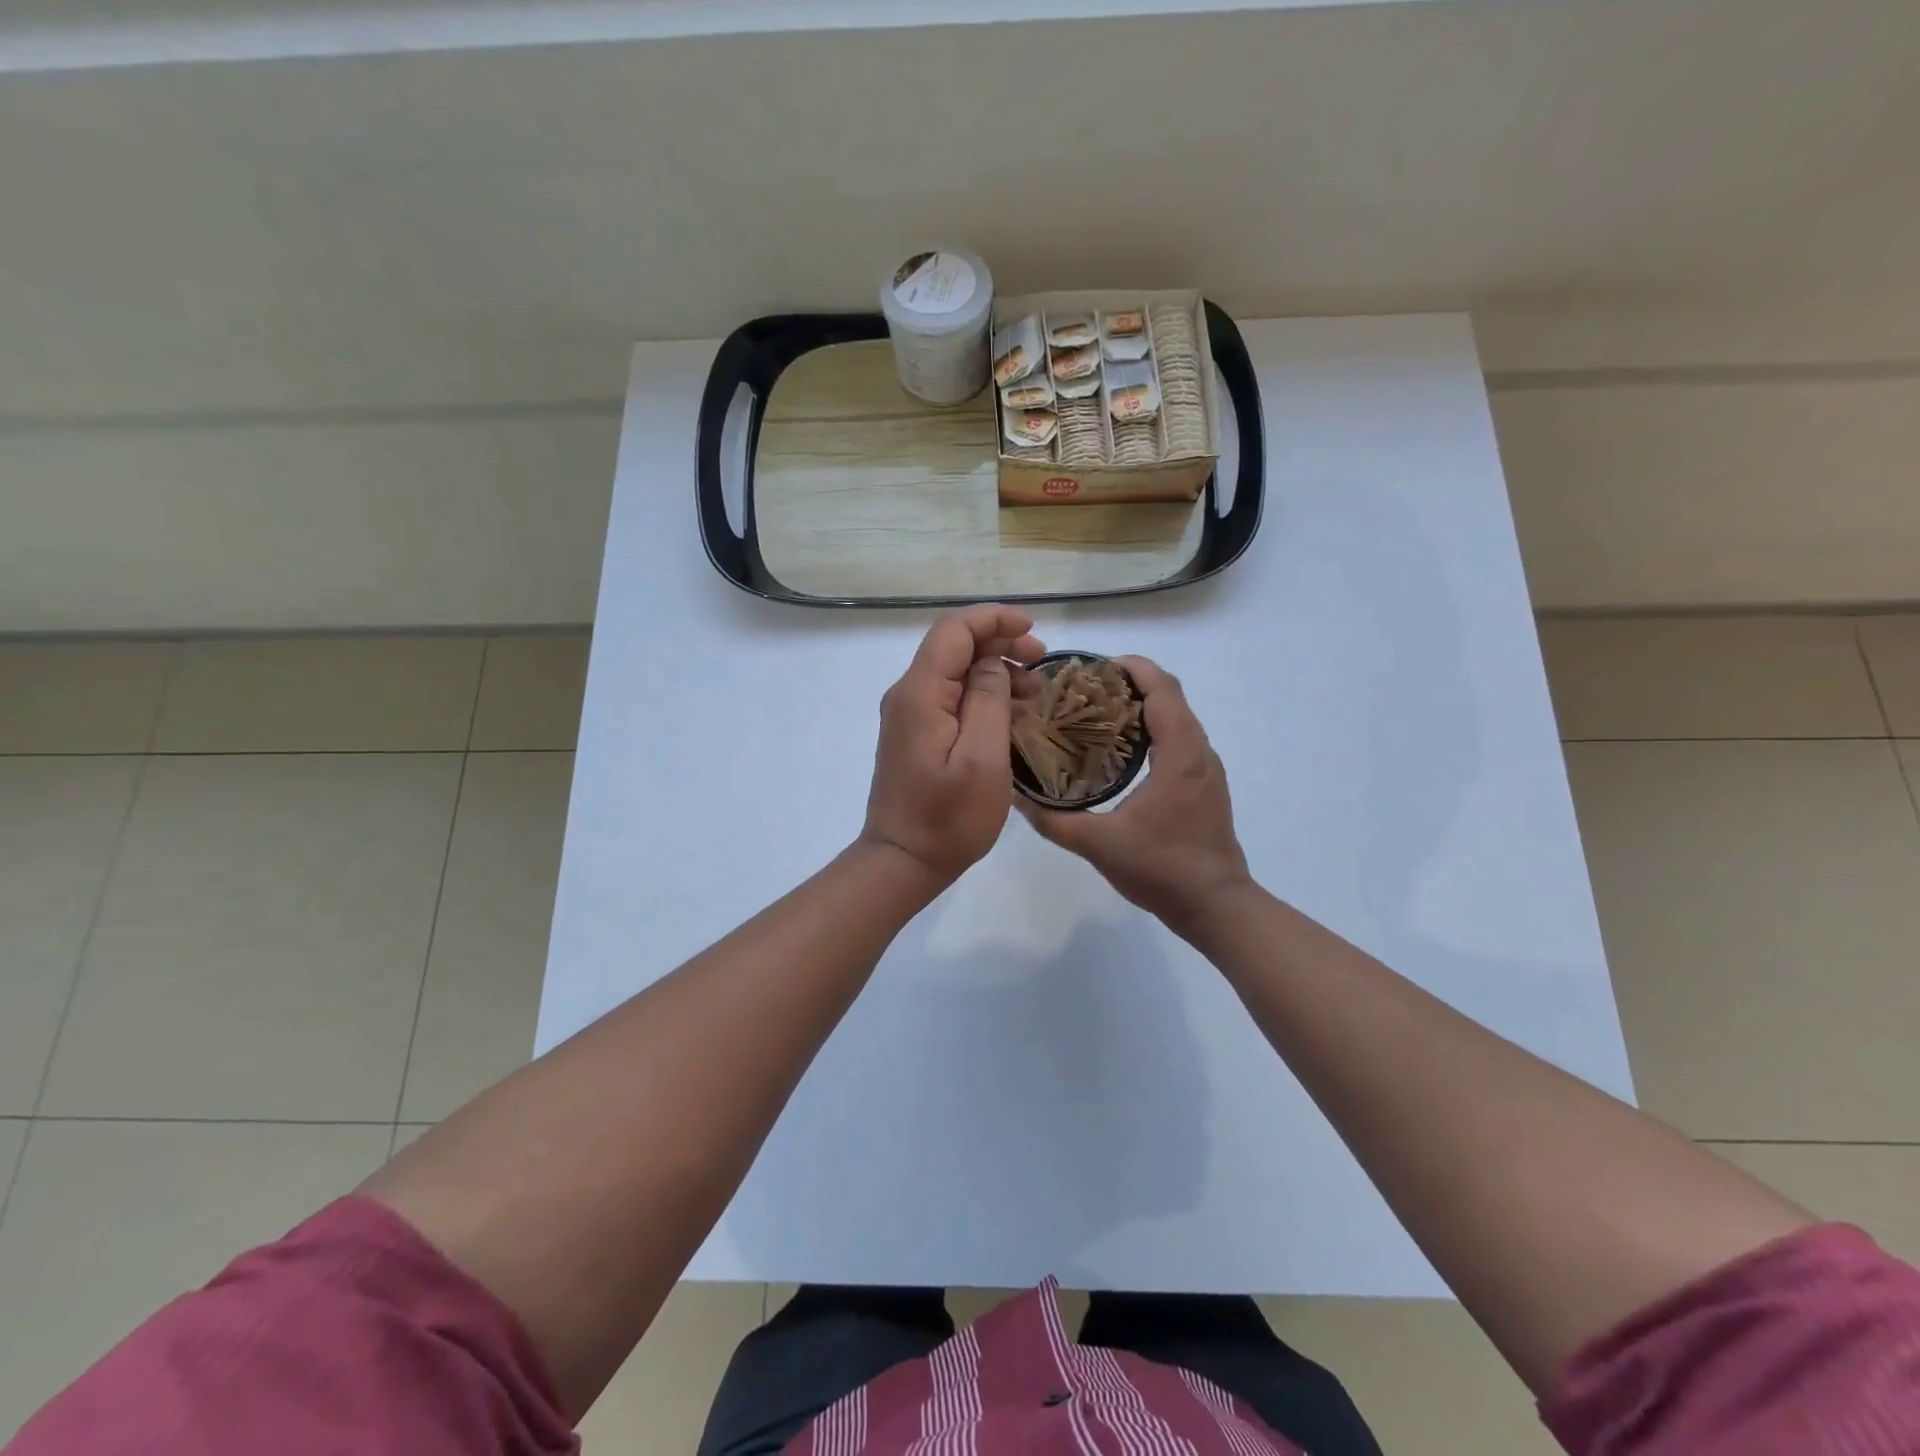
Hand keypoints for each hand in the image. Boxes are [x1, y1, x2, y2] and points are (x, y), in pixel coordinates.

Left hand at [860, 606, 1046, 888]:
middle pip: (953, 647)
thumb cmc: (948, 818)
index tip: (1033, 632)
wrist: (903, 861)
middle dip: (1000, 644)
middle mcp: (907, 695)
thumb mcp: (982, 758)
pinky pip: (950, 698)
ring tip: (1036, 694)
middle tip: (1042, 662)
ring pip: (954, 672)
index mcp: (920, 693)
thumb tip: (992, 664)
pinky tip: (1011, 714)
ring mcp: (908, 716)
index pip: (953, 630)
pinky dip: (982, 696)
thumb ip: (988, 700)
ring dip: (995, 672)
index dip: (993, 620)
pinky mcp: (914, 735)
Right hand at [1021, 657, 1252, 937]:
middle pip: (1170, 697)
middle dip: (1131, 683)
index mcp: (1180, 754)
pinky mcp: (1205, 786)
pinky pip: (1180, 740)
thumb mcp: (1099, 845)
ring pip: (1177, 718)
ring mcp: (1206, 770)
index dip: (1132, 668)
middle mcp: (1199, 752)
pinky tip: (1121, 753)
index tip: (1094, 667)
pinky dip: (1153, 730)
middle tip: (1086, 690)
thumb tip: (1017, 797)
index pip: (1162, 689)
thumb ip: (1054, 820)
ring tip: (1098, 715)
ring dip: (1143, 706)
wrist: (1218, 907)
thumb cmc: (1163, 869)